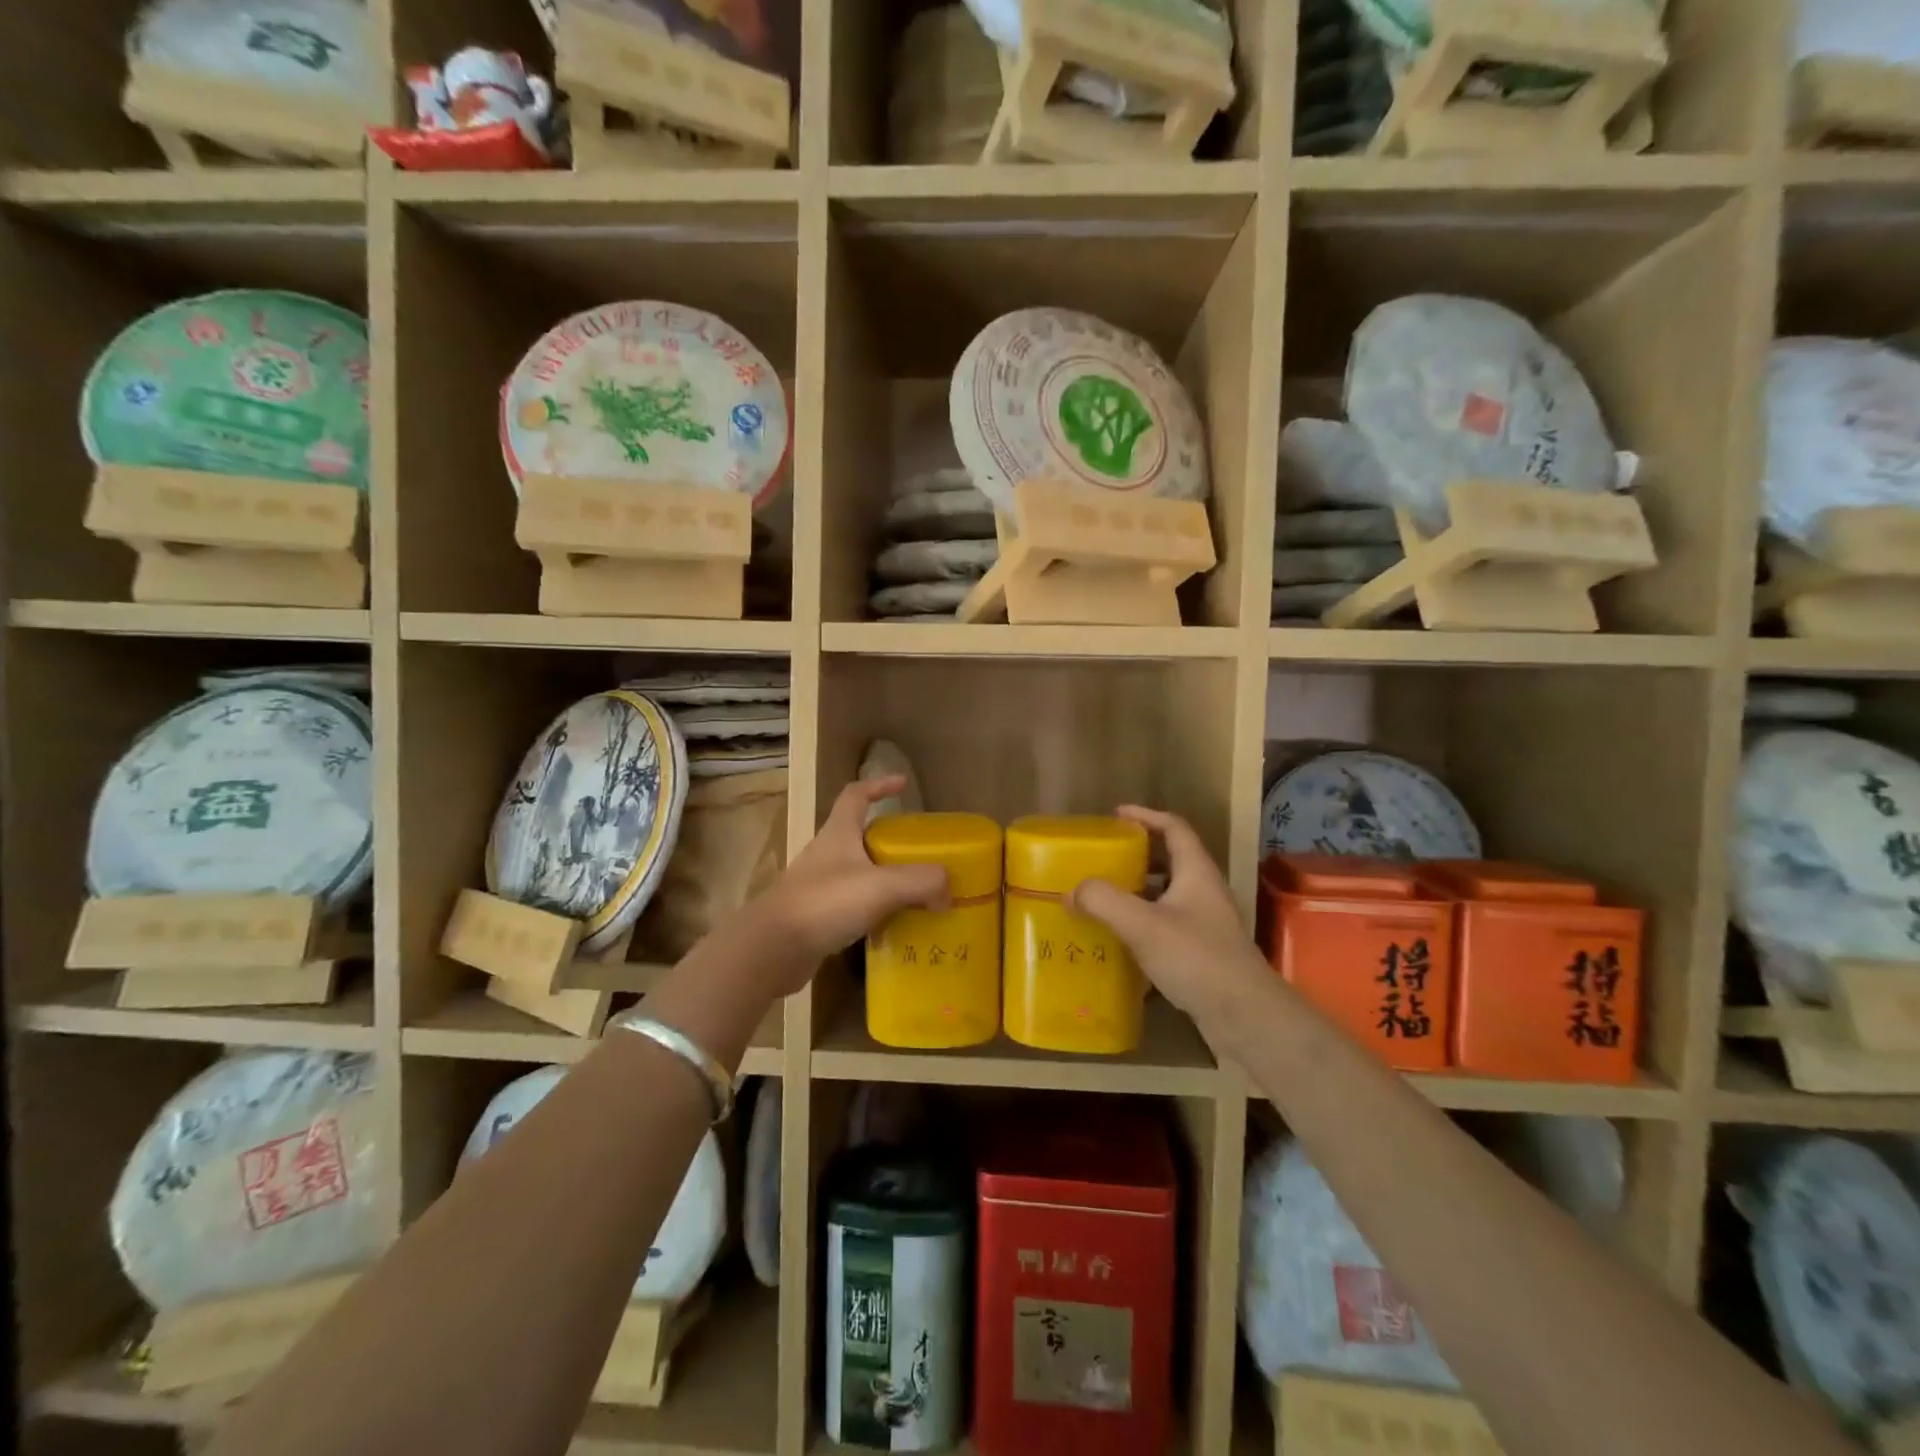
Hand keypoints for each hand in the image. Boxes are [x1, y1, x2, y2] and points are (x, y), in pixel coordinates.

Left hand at [756, 777, 947, 969]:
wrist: (772, 949)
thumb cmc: (825, 903)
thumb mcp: (881, 886)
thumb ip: (921, 881)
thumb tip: (948, 889)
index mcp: (838, 833)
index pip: (856, 795)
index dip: (879, 785)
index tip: (903, 785)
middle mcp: (827, 854)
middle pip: (860, 835)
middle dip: (890, 840)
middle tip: (921, 853)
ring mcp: (819, 886)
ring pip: (858, 873)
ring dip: (884, 878)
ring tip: (915, 892)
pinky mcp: (817, 917)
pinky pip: (853, 906)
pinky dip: (875, 911)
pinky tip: (893, 926)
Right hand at [1069, 806, 1271, 1041]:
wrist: (1245, 1016)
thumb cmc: (1197, 958)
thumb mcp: (1143, 925)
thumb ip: (1104, 901)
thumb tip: (1072, 889)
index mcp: (1196, 872)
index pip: (1174, 828)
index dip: (1146, 816)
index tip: (1116, 815)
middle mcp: (1204, 891)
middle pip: (1170, 860)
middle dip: (1136, 855)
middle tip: (1102, 858)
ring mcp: (1206, 923)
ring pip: (1167, 895)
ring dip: (1137, 891)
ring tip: (1103, 897)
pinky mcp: (1202, 952)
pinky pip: (1167, 924)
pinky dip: (1143, 922)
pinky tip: (1120, 939)